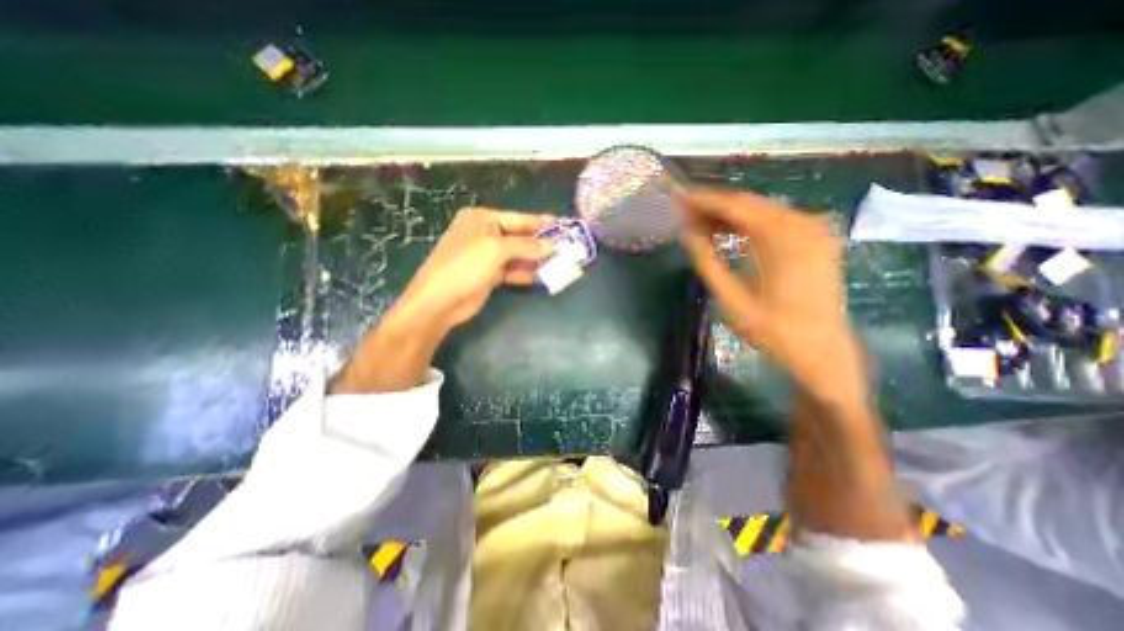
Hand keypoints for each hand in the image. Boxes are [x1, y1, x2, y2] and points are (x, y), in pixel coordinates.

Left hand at [395, 208, 556, 332]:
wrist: (440, 300)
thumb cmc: (466, 265)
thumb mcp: (496, 249)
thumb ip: (526, 246)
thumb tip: (552, 245)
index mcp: (483, 219)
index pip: (518, 219)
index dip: (541, 223)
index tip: (562, 225)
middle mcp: (485, 234)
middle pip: (520, 237)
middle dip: (541, 244)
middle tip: (566, 247)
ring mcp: (487, 256)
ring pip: (518, 256)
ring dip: (536, 260)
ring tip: (560, 263)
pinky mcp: (490, 275)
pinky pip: (513, 271)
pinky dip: (527, 274)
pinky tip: (543, 277)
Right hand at [677, 188, 866, 407]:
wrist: (822, 350)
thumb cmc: (774, 331)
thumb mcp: (732, 300)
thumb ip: (708, 262)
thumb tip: (686, 233)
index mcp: (782, 240)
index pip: (734, 206)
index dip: (702, 199)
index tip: (677, 196)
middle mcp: (802, 224)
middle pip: (748, 203)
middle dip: (712, 204)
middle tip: (682, 210)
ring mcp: (813, 229)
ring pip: (760, 209)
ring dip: (728, 214)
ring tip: (697, 222)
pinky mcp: (815, 238)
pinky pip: (774, 220)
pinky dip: (747, 223)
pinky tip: (727, 231)